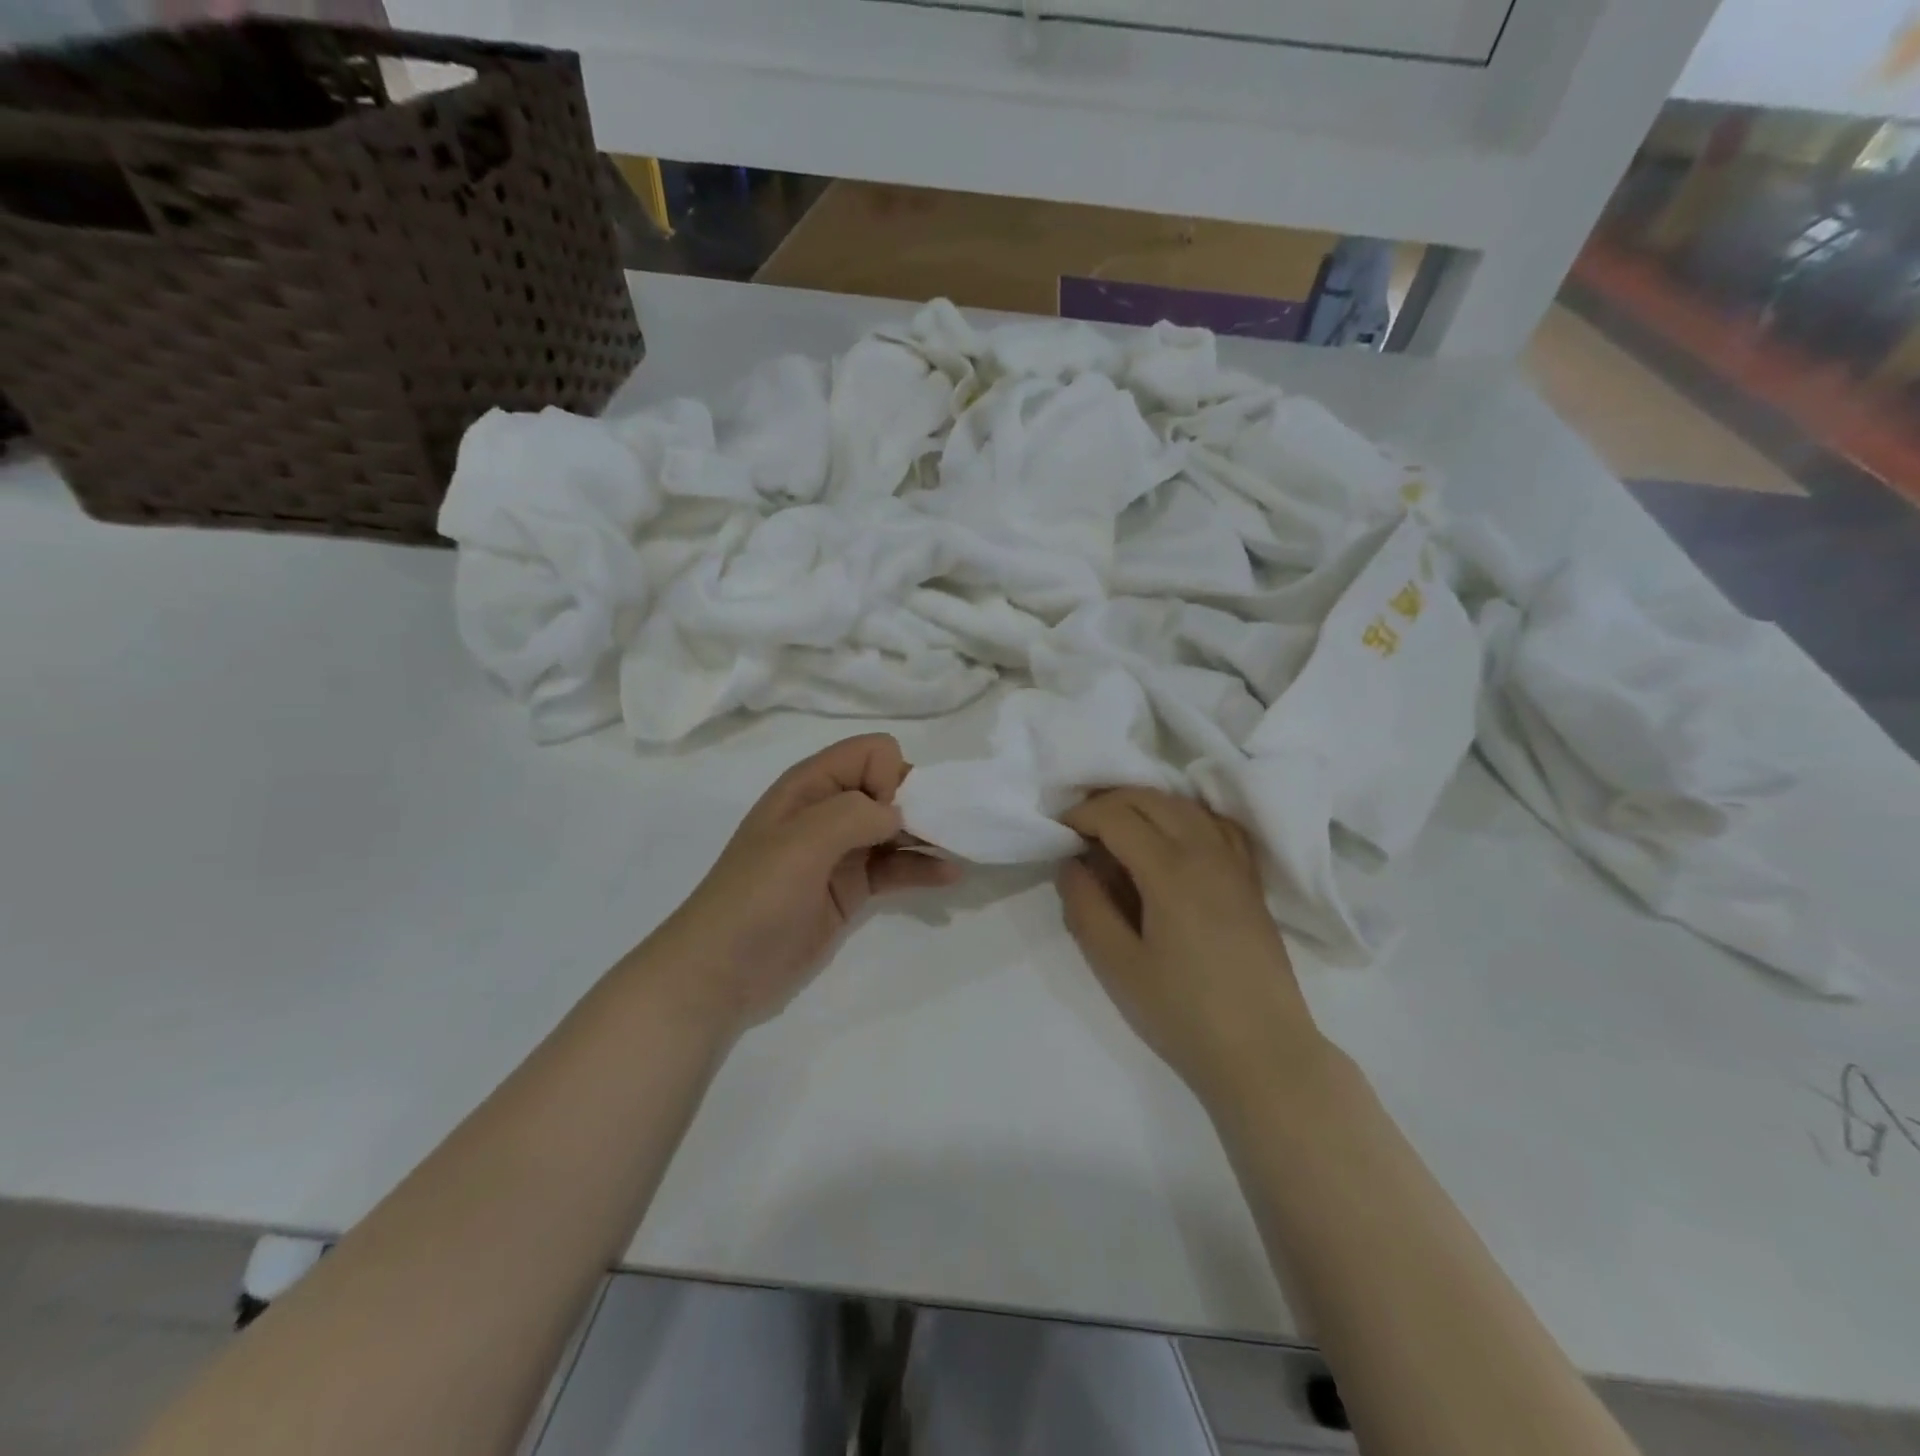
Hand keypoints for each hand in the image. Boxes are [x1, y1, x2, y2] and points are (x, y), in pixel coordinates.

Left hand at [647, 735, 960, 1036]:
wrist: (722, 972)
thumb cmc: (756, 898)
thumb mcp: (800, 843)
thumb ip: (853, 814)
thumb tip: (897, 814)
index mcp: (810, 785)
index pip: (872, 752)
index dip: (889, 777)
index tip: (886, 817)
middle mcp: (829, 810)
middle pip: (890, 786)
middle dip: (920, 803)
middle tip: (939, 833)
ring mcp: (841, 852)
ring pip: (897, 828)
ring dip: (928, 834)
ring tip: (960, 849)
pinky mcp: (851, 888)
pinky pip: (896, 867)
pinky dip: (922, 867)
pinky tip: (949, 875)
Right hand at [1058, 788, 1323, 1110]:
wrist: (1263, 1052)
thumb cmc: (1183, 1013)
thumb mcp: (1118, 965)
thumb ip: (1086, 907)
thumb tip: (1070, 863)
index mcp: (1170, 870)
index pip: (1117, 816)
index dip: (1081, 816)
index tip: (1058, 832)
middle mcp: (1206, 851)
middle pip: (1150, 799)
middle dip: (1108, 802)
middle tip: (1080, 829)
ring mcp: (1234, 862)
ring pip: (1184, 805)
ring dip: (1144, 805)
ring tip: (1118, 832)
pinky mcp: (1250, 880)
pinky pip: (1216, 824)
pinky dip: (1185, 816)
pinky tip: (1172, 839)